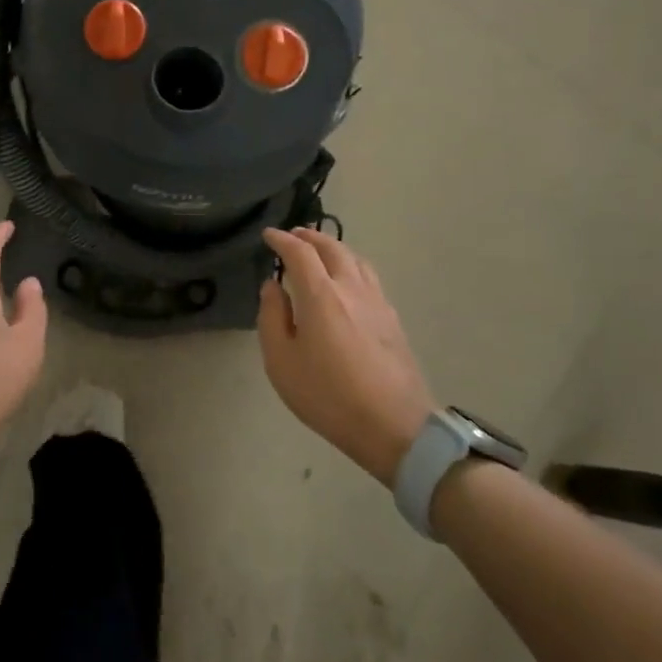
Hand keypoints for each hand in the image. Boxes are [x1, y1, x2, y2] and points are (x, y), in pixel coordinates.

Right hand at [258, 228, 435, 484]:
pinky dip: (351, 265)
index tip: (268, 236)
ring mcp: (377, 302)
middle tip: (293, 235)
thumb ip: (272, 317)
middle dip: (310, 237)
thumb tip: (272, 286)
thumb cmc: (328, 396)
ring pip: (355, 259)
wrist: (394, 426)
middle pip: (332, 248)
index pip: (300, 253)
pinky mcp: (392, 319)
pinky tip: (347, 279)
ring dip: (334, 247)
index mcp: (321, 295)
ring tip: (319, 251)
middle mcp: (351, 289)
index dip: (282, 240)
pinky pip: (369, 276)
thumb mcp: (281, 362)